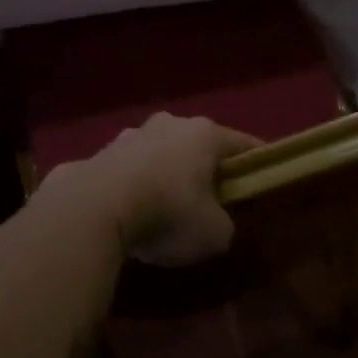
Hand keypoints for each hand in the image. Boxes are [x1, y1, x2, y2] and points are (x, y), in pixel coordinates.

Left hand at [52, 113, 258, 266]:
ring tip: (165, 208)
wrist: (94, 208)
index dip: (256, 163)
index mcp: (204, 134)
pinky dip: (135, 186)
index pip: (242, 144)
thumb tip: (216, 221)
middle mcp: (169, 124)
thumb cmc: (168, 212)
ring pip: (160, 154)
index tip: (263, 178)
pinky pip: (129, 170)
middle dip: (205, 168)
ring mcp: (131, 134)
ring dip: (166, 175)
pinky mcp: (100, 152)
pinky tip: (131, 212)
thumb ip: (226, 224)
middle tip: (212, 199)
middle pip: (198, 145)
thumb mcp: (215, 233)